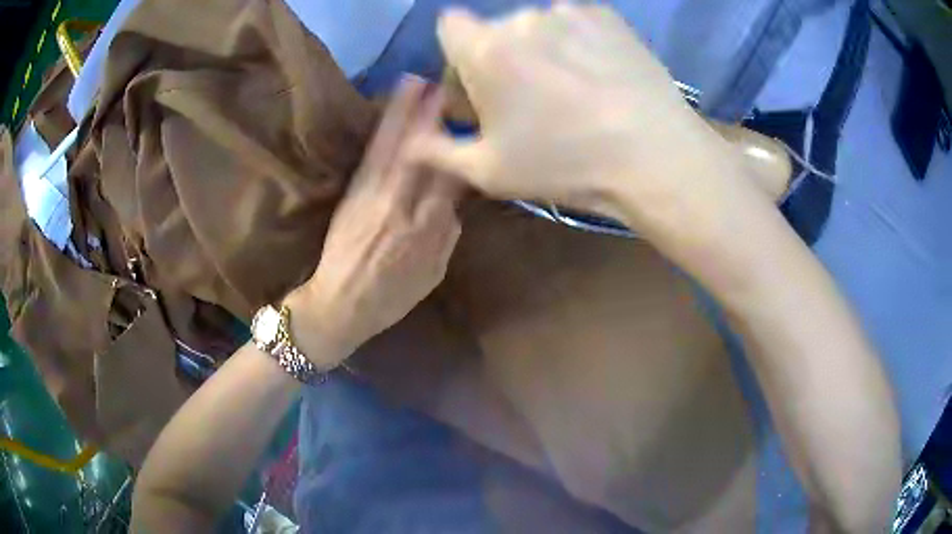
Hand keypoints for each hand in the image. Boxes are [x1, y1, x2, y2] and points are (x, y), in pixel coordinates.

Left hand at [288, 77, 461, 364]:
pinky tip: (389, 112)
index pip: (452, 180)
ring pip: (394, 149)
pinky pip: (371, 158)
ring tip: (414, 82)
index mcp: (427, 231)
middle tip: (444, 84)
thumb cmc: (389, 299)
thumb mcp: (431, 277)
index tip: (469, 123)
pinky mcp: (352, 195)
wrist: (338, 306)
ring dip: (404, 112)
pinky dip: (382, 132)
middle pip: (423, 154)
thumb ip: (446, 238)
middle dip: (433, 116)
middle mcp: (402, 207)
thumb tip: (453, 205)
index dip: (462, 149)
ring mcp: (373, 198)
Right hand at [413, 5, 754, 238]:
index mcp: (485, 49)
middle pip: (495, 30)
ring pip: (537, 26)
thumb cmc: (566, 165)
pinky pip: (576, 23)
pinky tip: (599, 75)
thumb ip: (437, 151)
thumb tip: (405, 143)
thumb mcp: (489, 171)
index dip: (459, 56)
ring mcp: (568, 11)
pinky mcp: (607, 15)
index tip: (478, 86)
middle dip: (499, 57)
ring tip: (571, 89)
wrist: (655, 155)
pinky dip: (577, 42)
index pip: (449, 27)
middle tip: (527, 98)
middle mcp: (521, 18)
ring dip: (540, 49)